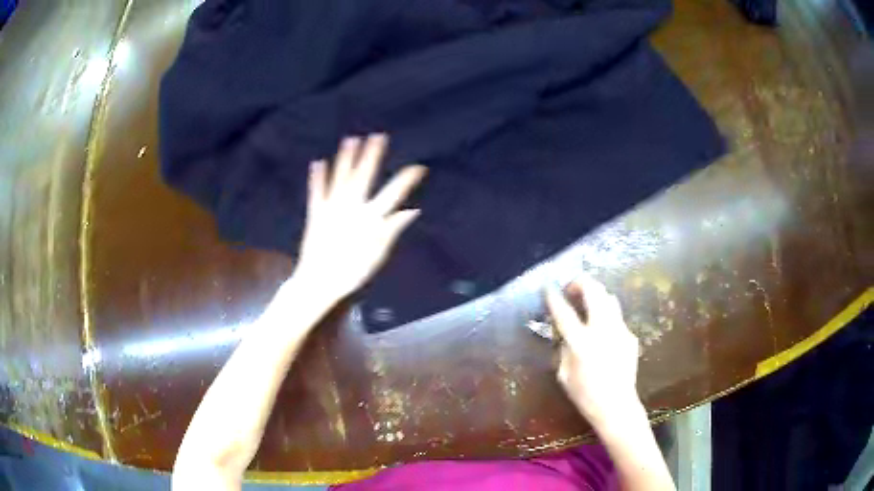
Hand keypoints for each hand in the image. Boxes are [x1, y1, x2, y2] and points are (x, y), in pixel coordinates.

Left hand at [293, 134, 426, 304]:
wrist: (319, 281)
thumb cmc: (351, 272)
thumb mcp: (377, 255)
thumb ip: (392, 230)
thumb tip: (411, 210)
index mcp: (370, 218)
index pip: (393, 194)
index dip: (406, 179)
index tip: (418, 167)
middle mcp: (351, 207)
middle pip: (364, 176)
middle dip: (372, 155)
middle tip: (378, 136)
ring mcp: (331, 208)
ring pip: (340, 178)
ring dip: (346, 158)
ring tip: (351, 140)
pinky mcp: (315, 214)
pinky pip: (316, 192)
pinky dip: (317, 177)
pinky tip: (318, 162)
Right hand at [546, 276, 642, 430]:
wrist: (617, 406)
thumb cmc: (585, 395)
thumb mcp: (564, 375)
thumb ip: (563, 350)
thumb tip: (565, 334)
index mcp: (581, 344)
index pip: (565, 313)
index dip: (554, 298)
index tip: (548, 287)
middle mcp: (602, 331)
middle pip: (594, 292)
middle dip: (581, 283)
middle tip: (571, 288)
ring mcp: (620, 331)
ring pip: (609, 298)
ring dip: (596, 294)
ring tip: (587, 301)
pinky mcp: (630, 336)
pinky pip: (616, 317)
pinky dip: (606, 314)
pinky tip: (601, 329)